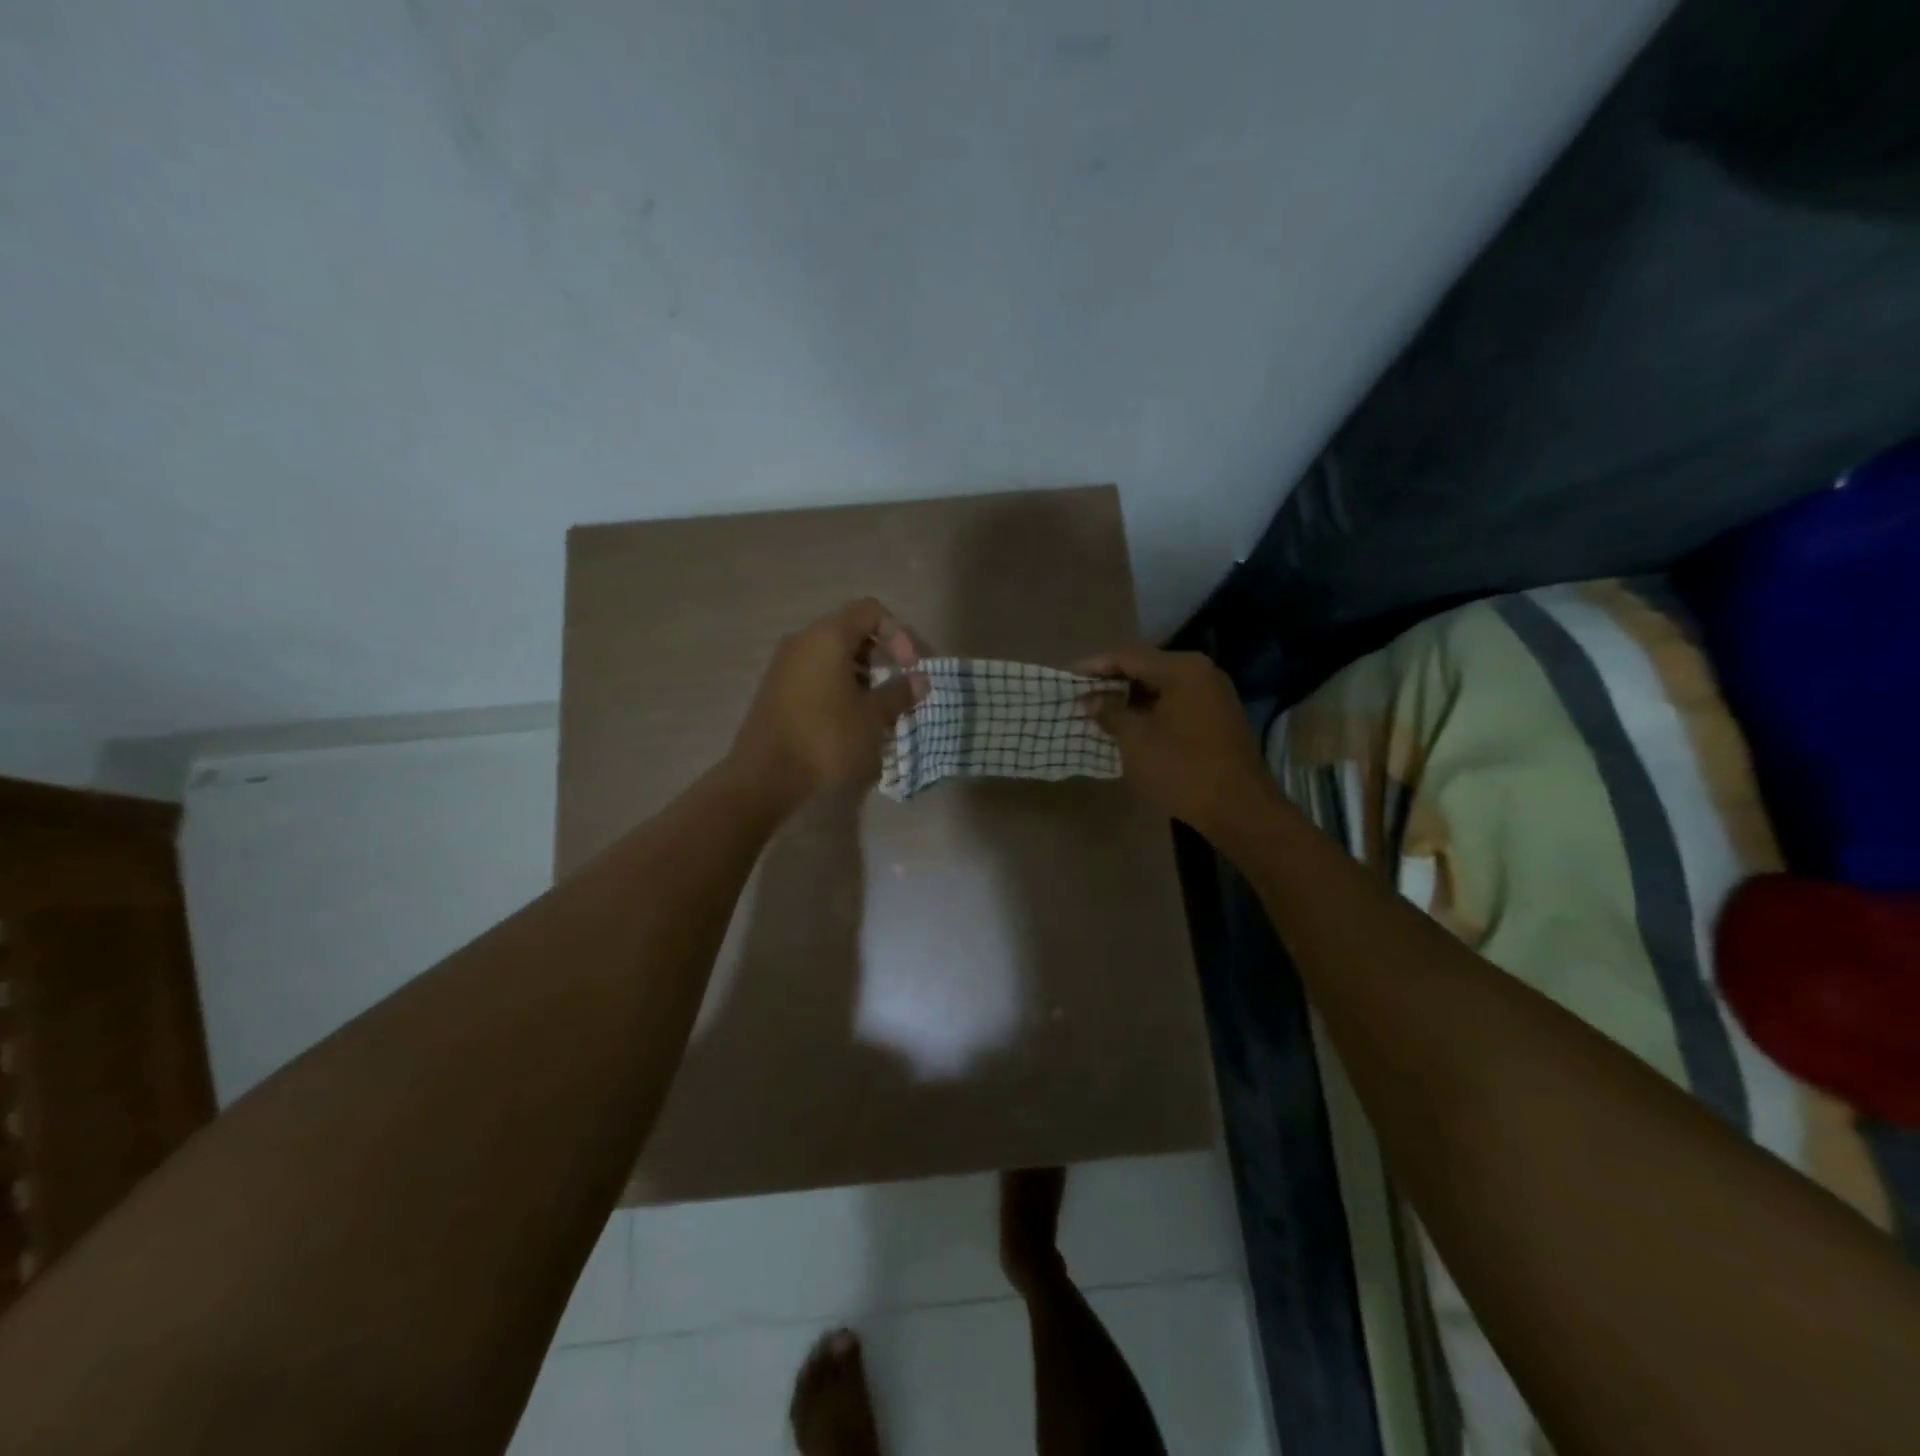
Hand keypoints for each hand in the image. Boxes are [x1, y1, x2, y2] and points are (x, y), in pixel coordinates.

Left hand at [728, 599, 926, 811]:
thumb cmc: (826, 739)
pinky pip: (816, 674)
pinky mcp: (777, 689)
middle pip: (852, 631)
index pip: (871, 611)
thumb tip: (919, 680)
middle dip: (881, 657)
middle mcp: (803, 641)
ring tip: (877, 708)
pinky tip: (850, 718)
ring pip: (834, 656)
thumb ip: (899, 693)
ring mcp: (785, 665)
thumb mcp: (872, 717)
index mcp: (827, 637)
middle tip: (897, 689)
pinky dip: (839, 686)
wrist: (764, 776)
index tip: (909, 668)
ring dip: (862, 675)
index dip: (898, 634)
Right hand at [1077, 646, 1273, 839]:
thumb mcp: (1136, 741)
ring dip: (1129, 697)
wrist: (1239, 809)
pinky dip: (1149, 709)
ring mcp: (1213, 694)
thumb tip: (1089, 698)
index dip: (1094, 666)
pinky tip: (1128, 723)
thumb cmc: (1182, 770)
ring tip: (1098, 710)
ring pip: (1160, 686)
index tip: (1067, 677)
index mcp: (1182, 669)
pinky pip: (1175, 702)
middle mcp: (1201, 672)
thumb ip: (1109, 712)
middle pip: (1145, 667)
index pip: (1127, 656)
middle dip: (1111, 681)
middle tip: (1080, 694)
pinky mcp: (1217, 716)